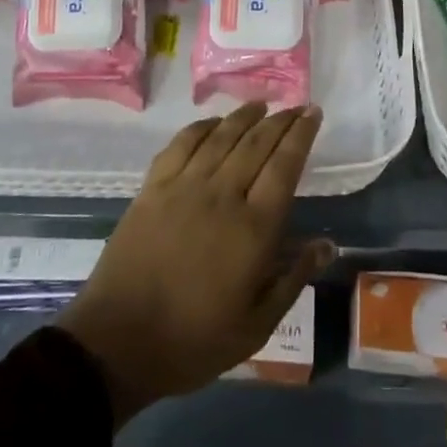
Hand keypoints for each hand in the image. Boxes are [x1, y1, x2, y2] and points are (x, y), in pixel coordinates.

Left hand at [58, 104, 333, 427]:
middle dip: (280, 120)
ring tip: (261, 104)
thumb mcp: (256, 325)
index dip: (301, 136)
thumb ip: (292, 279)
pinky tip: (213, 123)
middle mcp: (222, 195)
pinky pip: (182, 144)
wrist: (118, 341)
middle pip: (257, 144)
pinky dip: (202, 127)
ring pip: (221, 137)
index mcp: (253, 228)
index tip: (313, 113)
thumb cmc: (193, 340)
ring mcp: (184, 187)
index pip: (284, 167)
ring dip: (244, 116)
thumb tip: (327, 243)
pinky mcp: (153, 187)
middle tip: (296, 106)